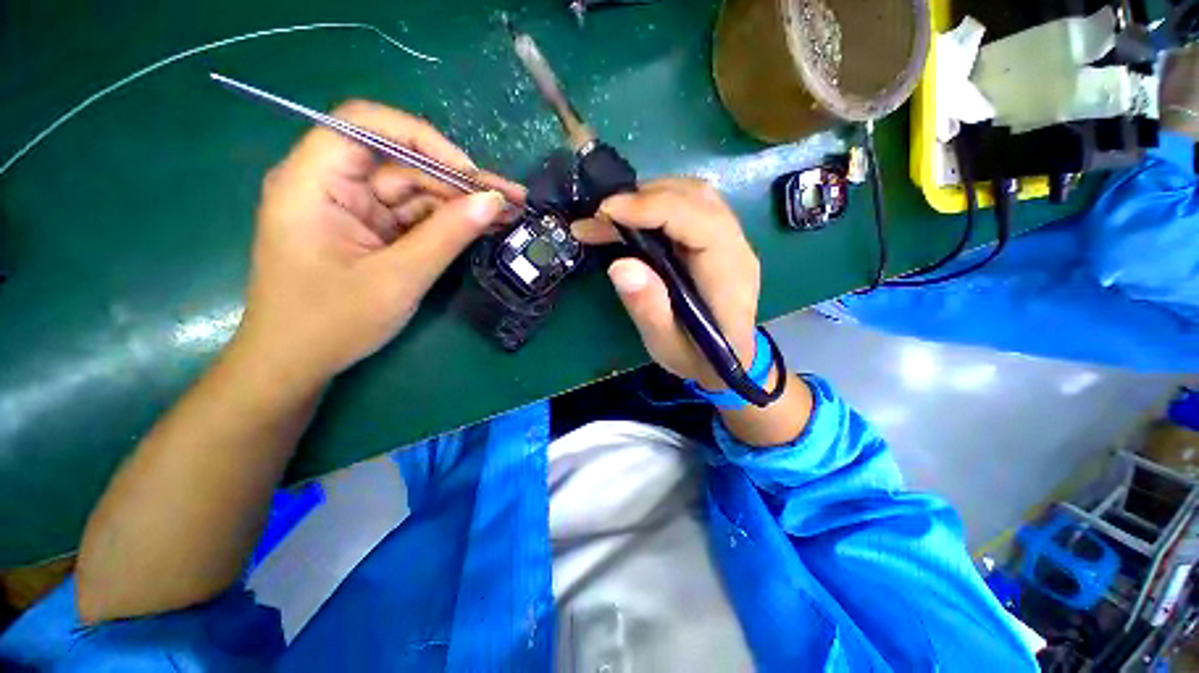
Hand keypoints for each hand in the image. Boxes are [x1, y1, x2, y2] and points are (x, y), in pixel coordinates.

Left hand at [235, 100, 524, 385]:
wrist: (297, 364)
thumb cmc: (332, 323)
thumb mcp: (398, 279)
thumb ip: (448, 235)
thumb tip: (494, 201)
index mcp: (313, 183)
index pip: (365, 125)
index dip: (423, 139)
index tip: (470, 173)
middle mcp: (331, 184)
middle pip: (402, 162)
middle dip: (459, 180)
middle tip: (512, 198)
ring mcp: (352, 209)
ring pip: (415, 190)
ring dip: (461, 202)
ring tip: (508, 213)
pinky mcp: (369, 230)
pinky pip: (414, 216)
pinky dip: (449, 222)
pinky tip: (483, 225)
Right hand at [571, 178, 759, 389]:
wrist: (729, 361)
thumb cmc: (698, 359)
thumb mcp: (667, 346)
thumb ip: (649, 309)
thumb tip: (619, 265)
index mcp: (728, 276)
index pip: (698, 222)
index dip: (651, 209)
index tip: (605, 213)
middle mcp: (736, 248)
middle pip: (696, 198)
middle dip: (642, 198)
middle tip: (599, 217)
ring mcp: (730, 240)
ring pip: (693, 194)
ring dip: (648, 196)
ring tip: (610, 217)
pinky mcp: (717, 239)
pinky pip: (689, 206)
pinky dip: (656, 204)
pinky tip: (632, 219)